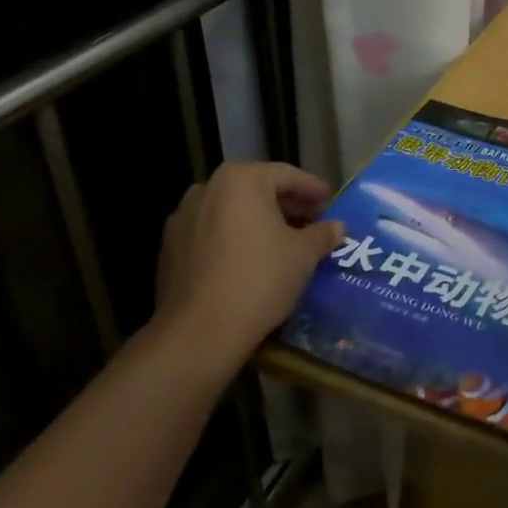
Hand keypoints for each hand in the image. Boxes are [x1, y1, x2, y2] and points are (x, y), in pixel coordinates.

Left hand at [154, 161, 344, 365]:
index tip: (330, 202)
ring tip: (283, 243)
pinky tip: (251, 261)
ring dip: (259, 223)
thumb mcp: (304, 255)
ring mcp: (183, 218)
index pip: (286, 175)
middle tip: (312, 223)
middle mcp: (206, 189)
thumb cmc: (260, 279)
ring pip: (232, 213)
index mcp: (240, 179)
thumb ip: (322, 234)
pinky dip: (234, 240)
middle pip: (256, 191)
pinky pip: (212, 235)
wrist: (199, 332)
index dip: (313, 189)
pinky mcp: (170, 249)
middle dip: (286, 206)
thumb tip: (338, 227)